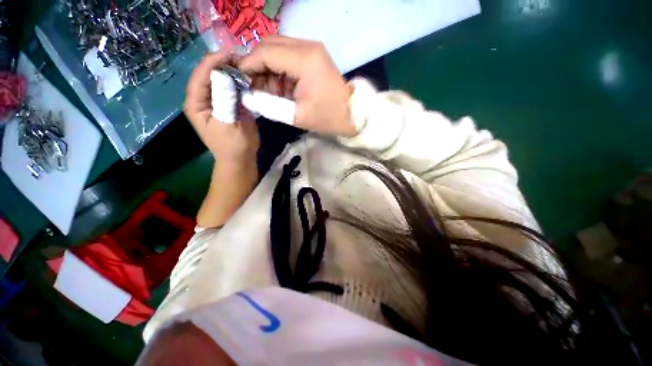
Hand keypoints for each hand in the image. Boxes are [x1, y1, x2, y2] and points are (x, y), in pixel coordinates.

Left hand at [184, 51, 259, 163]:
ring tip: (246, 64)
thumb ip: (224, 101)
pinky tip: (250, 77)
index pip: (199, 78)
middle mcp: (205, 98)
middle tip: (240, 56)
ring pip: (223, 80)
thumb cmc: (232, 146)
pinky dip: (242, 82)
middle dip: (223, 64)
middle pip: (210, 75)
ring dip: (234, 72)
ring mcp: (219, 100)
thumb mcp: (226, 125)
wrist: (243, 158)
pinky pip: (235, 88)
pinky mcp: (232, 103)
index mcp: (196, 104)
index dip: (211, 63)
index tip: (227, 53)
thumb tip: (225, 75)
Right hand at [237, 36, 354, 136]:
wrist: (352, 114)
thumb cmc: (327, 118)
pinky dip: (279, 69)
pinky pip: (287, 55)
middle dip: (256, 64)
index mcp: (303, 60)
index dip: (248, 65)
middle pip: (269, 45)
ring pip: (277, 48)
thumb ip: (269, 105)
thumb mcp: (297, 116)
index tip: (239, 80)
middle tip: (253, 86)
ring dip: (267, 67)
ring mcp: (311, 48)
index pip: (265, 53)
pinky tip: (280, 87)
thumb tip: (248, 96)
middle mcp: (306, 46)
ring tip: (268, 90)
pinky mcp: (313, 55)